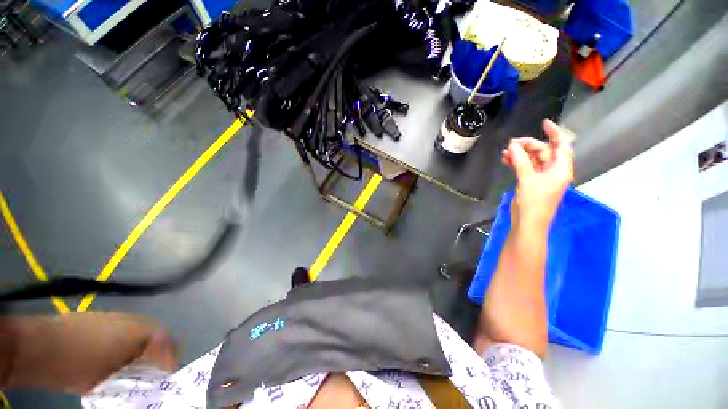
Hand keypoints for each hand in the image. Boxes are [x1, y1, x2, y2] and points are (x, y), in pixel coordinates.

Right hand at [502, 119, 574, 229]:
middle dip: (528, 146)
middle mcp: (553, 171)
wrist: (528, 223)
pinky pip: (525, 168)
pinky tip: (506, 160)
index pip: (561, 145)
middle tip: (511, 144)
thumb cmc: (533, 202)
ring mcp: (542, 177)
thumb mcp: (527, 179)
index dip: (554, 132)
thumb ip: (521, 161)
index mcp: (560, 168)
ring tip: (505, 153)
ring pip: (532, 160)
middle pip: (543, 151)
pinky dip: (517, 163)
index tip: (543, 123)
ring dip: (520, 155)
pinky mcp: (531, 183)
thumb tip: (512, 145)